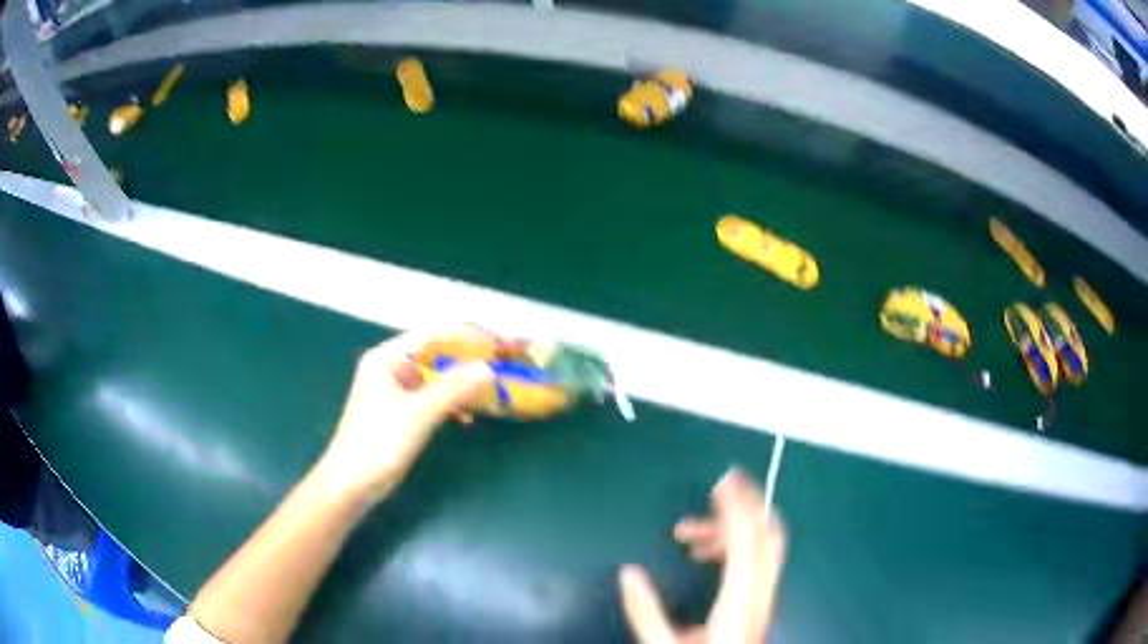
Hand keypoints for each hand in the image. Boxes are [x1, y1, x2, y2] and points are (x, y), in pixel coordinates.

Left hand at [315, 328, 493, 504]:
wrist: (352, 485)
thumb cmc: (378, 444)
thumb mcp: (418, 414)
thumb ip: (454, 388)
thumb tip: (490, 368)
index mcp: (388, 357)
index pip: (435, 335)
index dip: (471, 336)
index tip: (503, 343)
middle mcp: (391, 366)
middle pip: (438, 353)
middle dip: (472, 359)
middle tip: (506, 363)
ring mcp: (396, 389)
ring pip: (438, 376)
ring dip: (465, 382)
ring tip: (495, 389)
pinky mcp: (401, 410)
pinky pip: (433, 396)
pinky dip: (452, 402)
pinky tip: (467, 416)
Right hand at [620, 469, 786, 643]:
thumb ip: (646, 613)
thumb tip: (629, 573)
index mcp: (739, 601)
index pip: (746, 541)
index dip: (737, 507)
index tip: (724, 482)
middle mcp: (760, 593)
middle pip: (768, 535)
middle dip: (748, 504)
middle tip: (721, 487)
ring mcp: (765, 597)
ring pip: (765, 545)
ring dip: (734, 529)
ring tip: (691, 534)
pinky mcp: (761, 601)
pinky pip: (759, 560)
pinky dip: (738, 546)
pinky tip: (708, 555)